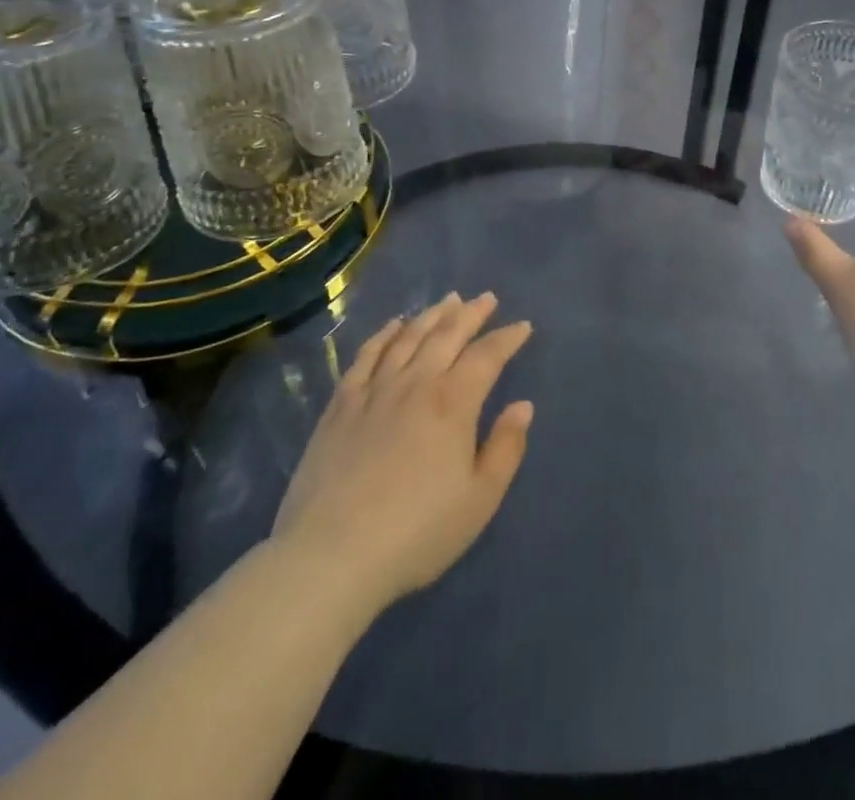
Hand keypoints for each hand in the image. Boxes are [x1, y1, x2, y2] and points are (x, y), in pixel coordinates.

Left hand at [270, 293, 533, 617]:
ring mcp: (374, 391)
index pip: (487, 356)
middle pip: (447, 335)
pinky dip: (384, 335)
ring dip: (432, 315)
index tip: (522, 326)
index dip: (507, 338)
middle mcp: (416, 384)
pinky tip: (394, 325)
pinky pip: (366, 356)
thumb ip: (506, 448)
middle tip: (486, 298)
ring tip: (448, 300)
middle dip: (471, 313)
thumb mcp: (479, 500)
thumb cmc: (416, 532)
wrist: (331, 556)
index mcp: (453, 403)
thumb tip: (523, 406)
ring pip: (408, 337)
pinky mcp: (341, 405)